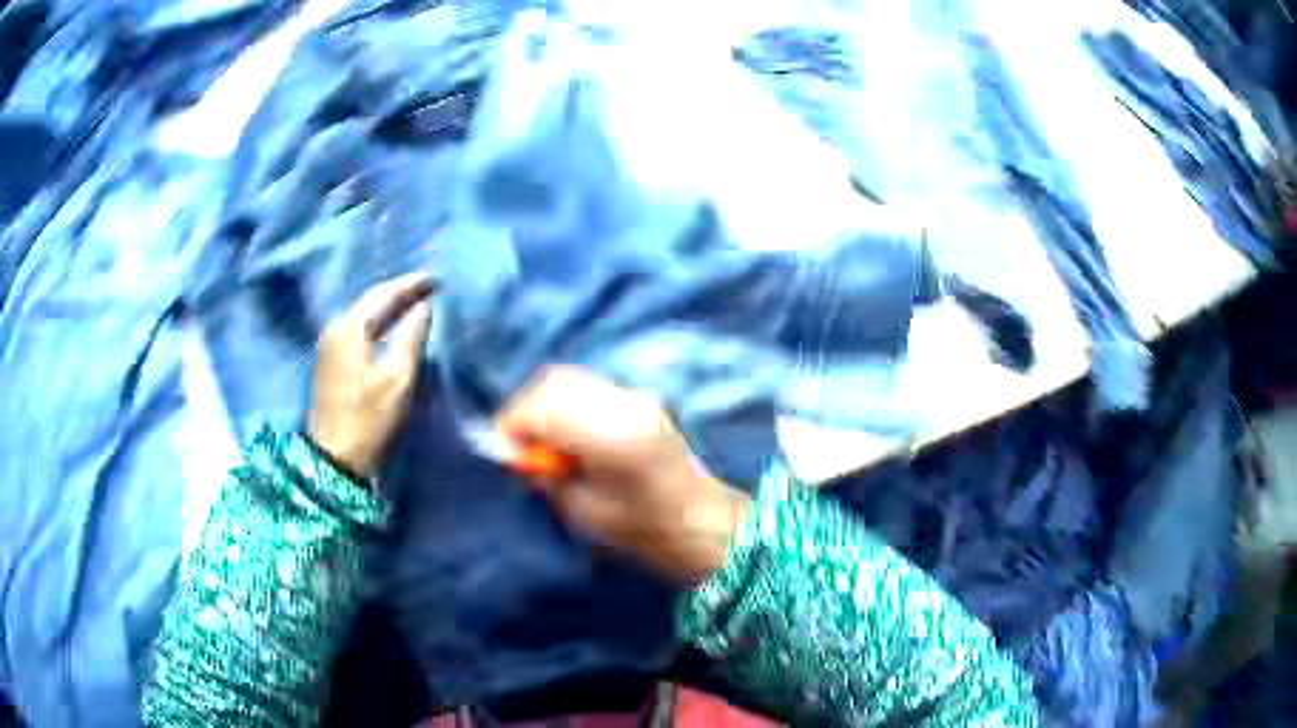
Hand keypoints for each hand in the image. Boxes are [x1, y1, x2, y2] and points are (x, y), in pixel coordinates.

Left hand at [308, 273, 434, 478]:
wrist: (335, 460)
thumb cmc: (369, 420)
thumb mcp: (398, 380)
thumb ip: (412, 338)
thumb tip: (425, 307)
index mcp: (350, 329)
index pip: (384, 294)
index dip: (411, 285)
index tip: (436, 279)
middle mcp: (336, 329)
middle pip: (371, 301)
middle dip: (399, 293)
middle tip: (427, 288)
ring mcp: (330, 346)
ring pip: (364, 316)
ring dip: (388, 309)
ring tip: (413, 304)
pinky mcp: (331, 363)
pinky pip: (358, 330)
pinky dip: (378, 324)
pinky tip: (391, 329)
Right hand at [499, 366, 750, 584]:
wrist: (702, 523)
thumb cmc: (645, 532)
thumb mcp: (585, 512)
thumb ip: (547, 476)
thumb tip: (514, 453)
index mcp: (614, 437)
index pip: (546, 407)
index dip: (513, 423)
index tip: (501, 448)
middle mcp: (626, 405)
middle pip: (556, 382)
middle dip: (525, 407)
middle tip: (516, 443)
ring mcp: (637, 397)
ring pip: (571, 379)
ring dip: (544, 402)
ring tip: (538, 439)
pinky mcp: (640, 399)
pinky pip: (589, 387)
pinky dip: (565, 402)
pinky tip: (564, 433)